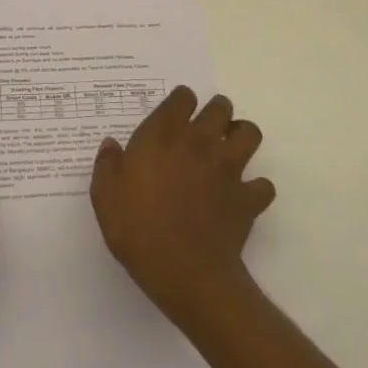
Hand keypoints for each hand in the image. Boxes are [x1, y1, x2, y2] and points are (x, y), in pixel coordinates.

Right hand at [90, 86, 274, 324]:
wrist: (184, 271)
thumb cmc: (138, 228)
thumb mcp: (105, 195)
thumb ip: (107, 164)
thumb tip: (110, 145)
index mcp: (164, 134)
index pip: (183, 97)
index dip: (180, 102)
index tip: (174, 117)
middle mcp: (200, 141)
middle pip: (221, 107)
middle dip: (216, 112)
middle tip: (204, 130)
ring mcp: (228, 168)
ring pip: (249, 133)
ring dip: (241, 137)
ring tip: (228, 152)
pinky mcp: (247, 197)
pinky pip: (263, 185)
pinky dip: (256, 188)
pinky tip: (242, 196)